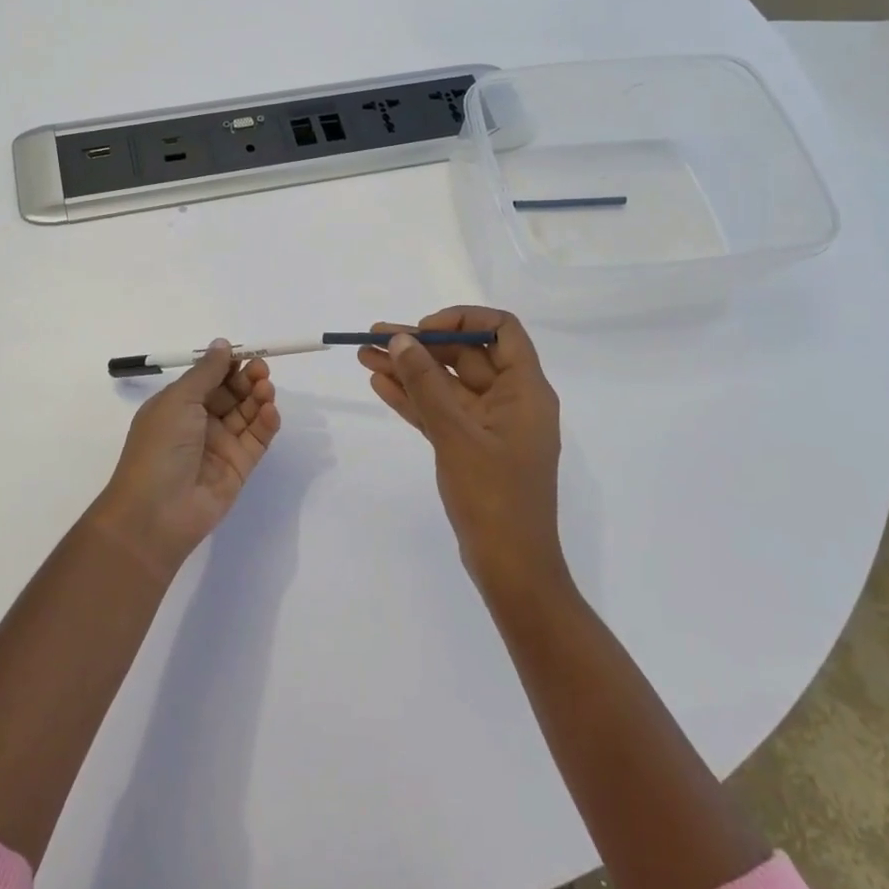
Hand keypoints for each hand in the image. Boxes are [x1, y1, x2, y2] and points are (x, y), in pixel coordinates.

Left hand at [91, 341, 280, 576]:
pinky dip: (266, 423)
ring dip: (258, 397)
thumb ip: (206, 372)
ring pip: (246, 414)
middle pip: (231, 393)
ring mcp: (220, 446)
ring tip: (266, 389)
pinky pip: (257, 439)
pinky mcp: (239, 467)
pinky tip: (270, 411)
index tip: (245, 353)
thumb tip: (222, 344)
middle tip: (261, 370)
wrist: (156, 513)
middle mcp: (198, 423)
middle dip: (247, 379)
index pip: (208, 378)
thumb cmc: (159, 448)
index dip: (227, 365)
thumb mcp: (178, 401)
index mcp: (177, 405)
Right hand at [357, 307, 566, 594]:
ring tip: (363, 355)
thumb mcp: (456, 434)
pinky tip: (380, 384)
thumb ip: (426, 384)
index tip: (424, 331)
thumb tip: (400, 340)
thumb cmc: (493, 496)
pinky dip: (413, 398)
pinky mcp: (470, 448)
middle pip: (464, 356)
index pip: (501, 331)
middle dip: (419, 345)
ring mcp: (489, 426)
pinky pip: (440, 412)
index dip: (462, 320)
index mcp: (525, 390)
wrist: (510, 568)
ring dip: (408, 370)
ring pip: (445, 385)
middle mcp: (510, 401)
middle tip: (372, 337)